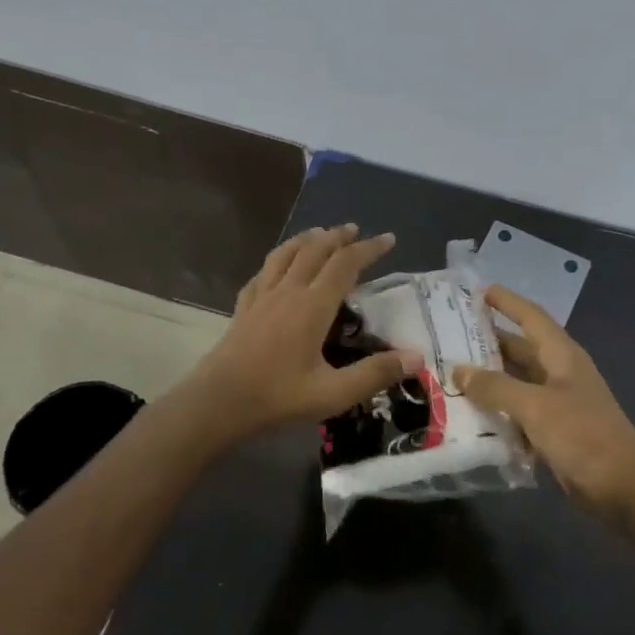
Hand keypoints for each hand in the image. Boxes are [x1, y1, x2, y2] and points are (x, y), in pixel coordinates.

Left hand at [183, 225, 417, 439]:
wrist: (217, 403)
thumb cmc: (277, 397)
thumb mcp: (333, 393)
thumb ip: (375, 374)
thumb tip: (417, 357)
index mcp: (313, 306)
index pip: (346, 264)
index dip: (369, 248)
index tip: (389, 239)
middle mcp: (288, 291)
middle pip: (315, 250)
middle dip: (339, 236)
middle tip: (356, 230)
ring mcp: (262, 297)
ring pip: (286, 254)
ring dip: (307, 239)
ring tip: (320, 233)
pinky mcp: (243, 308)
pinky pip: (263, 273)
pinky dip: (277, 260)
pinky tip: (277, 267)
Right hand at [453, 285, 634, 527]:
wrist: (623, 487)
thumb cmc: (583, 435)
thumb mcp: (536, 406)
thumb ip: (496, 387)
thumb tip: (459, 369)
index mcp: (561, 355)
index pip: (531, 317)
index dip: (507, 302)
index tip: (478, 291)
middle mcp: (559, 373)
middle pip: (520, 349)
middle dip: (488, 342)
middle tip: (449, 336)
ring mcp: (557, 404)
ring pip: (516, 383)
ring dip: (489, 380)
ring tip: (450, 374)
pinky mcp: (553, 432)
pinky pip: (519, 414)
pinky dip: (498, 412)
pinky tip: (470, 416)